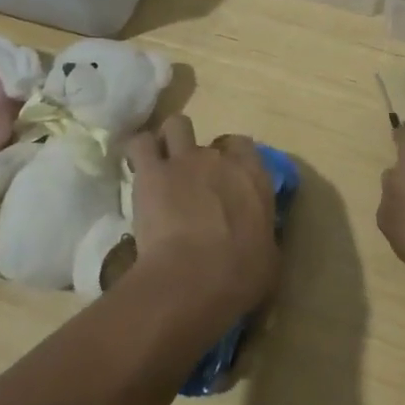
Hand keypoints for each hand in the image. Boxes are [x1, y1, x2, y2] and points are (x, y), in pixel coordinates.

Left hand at [124, 115, 279, 323]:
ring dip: (170, 141)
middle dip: (202, 158)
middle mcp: (220, 159)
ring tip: (162, 164)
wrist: (193, 280)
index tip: (227, 180)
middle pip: (210, 141)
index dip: (234, 159)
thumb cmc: (239, 276)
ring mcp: (184, 160)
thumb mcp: (268, 259)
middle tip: (194, 184)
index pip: (245, 147)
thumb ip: (261, 235)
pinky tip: (136, 167)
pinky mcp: (151, 172)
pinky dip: (138, 152)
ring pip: (176, 125)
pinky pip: (140, 144)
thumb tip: (257, 237)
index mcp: (253, 176)